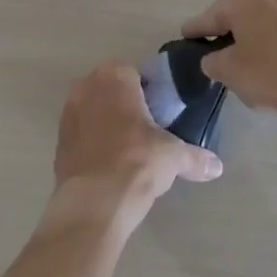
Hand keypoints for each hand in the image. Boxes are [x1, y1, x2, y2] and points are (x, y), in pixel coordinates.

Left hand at [48, 61, 222, 235]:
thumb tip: (217, 167)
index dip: (149, 93)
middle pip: (112, 90)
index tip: (160, 114)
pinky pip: (81, 133)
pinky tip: (108, 164)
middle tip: (146, 131)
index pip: (135, 74)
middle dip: (126, 105)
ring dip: (107, 123)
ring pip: (94, 110)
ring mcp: (68, 112)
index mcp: (115, 76)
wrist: (94, 203)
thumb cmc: (137, 162)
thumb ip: (195, 157)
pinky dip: (93, 143)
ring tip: (127, 150)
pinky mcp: (58, 140)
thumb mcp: (173, 156)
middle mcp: (87, 85)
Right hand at [182, 0, 276, 121]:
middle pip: (229, 16)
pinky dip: (262, 45)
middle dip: (220, 36)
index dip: (193, 35)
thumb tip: (212, 59)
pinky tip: (262, 67)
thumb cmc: (269, 72)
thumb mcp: (228, 70)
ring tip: (237, 67)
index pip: (204, 19)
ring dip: (243, 40)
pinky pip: (271, 32)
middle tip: (211, 60)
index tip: (183, 44)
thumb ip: (211, 61)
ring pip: (252, 23)